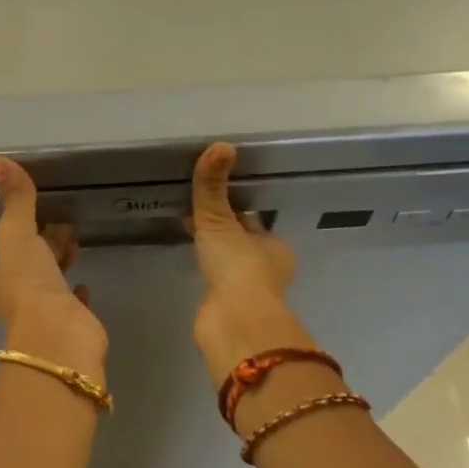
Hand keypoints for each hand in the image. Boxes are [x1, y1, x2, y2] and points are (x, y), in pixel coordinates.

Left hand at [0, 157, 106, 371]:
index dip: (19, 237)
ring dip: (58, 267)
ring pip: (48, 284)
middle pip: (27, 268)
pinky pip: (71, 303)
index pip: (3, 254)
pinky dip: (76, 293)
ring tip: (75, 247)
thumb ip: (13, 200)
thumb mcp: (17, 234)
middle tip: (63, 229)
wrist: (58, 335)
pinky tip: (83, 285)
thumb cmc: (28, 284)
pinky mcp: (69, 325)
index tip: (38, 220)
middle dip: (42, 249)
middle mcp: (13, 301)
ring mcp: (41, 316)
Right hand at [188, 142, 316, 386]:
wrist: (233, 322)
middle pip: (244, 245)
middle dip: (226, 234)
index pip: (253, 223)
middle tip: (198, 218)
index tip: (214, 203)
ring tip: (193, 240)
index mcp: (276, 248)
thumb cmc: (237, 267)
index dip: (235, 212)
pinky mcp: (229, 311)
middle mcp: (268, 270)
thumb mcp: (220, 220)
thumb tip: (220, 145)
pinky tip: (193, 269)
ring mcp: (249, 294)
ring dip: (217, 256)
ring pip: (231, 267)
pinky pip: (217, 285)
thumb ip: (213, 187)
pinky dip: (208, 275)